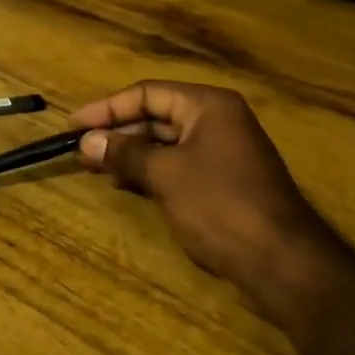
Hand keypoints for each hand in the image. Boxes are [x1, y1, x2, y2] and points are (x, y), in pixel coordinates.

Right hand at [71, 80, 342, 331]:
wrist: (281, 260)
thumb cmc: (220, 205)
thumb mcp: (165, 175)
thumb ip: (124, 153)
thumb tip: (87, 142)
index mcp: (208, 106)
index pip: (147, 94)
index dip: (107, 108)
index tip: (73, 125)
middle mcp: (216, 120)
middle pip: (156, 115)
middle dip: (117, 132)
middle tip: (80, 149)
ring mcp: (221, 151)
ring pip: (164, 142)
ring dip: (130, 153)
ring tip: (94, 167)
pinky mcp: (221, 180)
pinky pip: (176, 164)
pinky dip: (149, 170)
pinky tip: (124, 183)